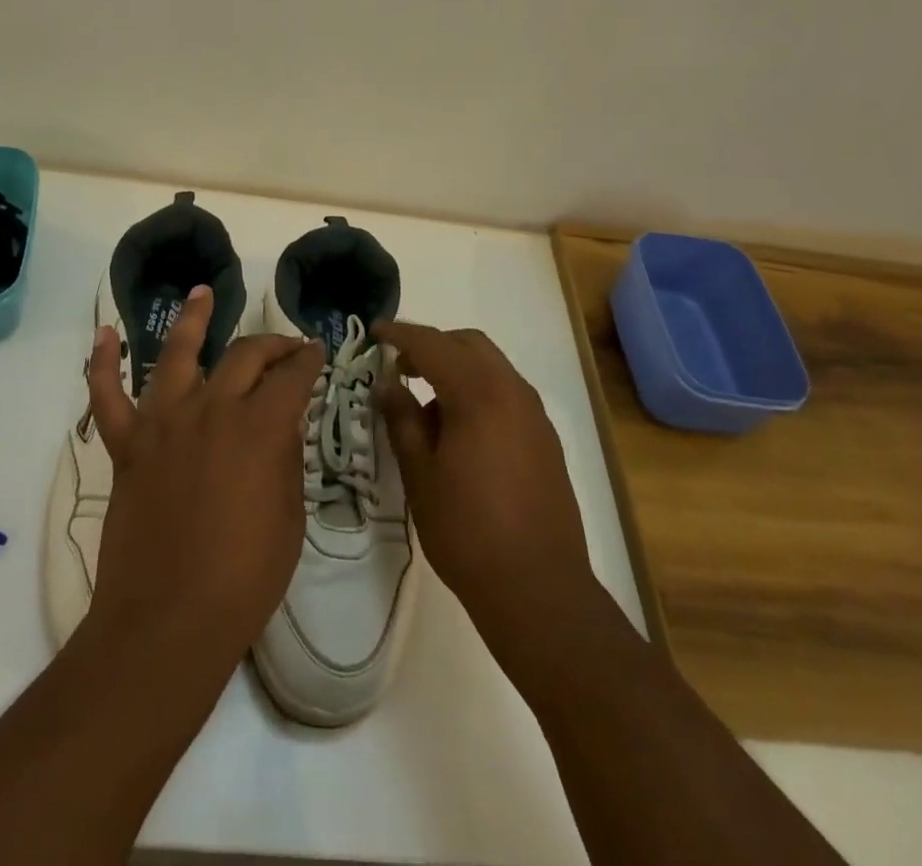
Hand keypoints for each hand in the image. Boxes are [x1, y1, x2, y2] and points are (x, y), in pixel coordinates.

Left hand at [82, 285, 322, 674]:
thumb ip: (284, 459)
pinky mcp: (127, 445)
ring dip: (193, 320)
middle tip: (286, 346)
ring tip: (203, 293)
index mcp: (259, 427)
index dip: (309, 360)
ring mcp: (163, 423)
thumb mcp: (288, 517)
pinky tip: (105, 333)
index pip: (292, 376)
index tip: (317, 352)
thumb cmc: (244, 578)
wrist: (169, 621)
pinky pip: (108, 396)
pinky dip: (103, 363)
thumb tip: (281, 424)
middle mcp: (212, 409)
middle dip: (271, 345)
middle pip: (244, 356)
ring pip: (177, 354)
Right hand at [375, 322, 597, 657]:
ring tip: (426, 405)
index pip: (432, 344)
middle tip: (400, 366)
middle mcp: (512, 392)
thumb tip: (389, 384)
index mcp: (478, 394)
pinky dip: (478, 390)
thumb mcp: (420, 475)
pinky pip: (507, 393)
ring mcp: (534, 415)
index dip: (400, 334)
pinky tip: (459, 430)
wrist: (539, 590)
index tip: (375, 332)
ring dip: (457, 368)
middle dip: (432, 345)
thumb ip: (402, 420)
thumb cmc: (467, 531)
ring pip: (491, 366)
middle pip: (469, 344)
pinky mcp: (545, 439)